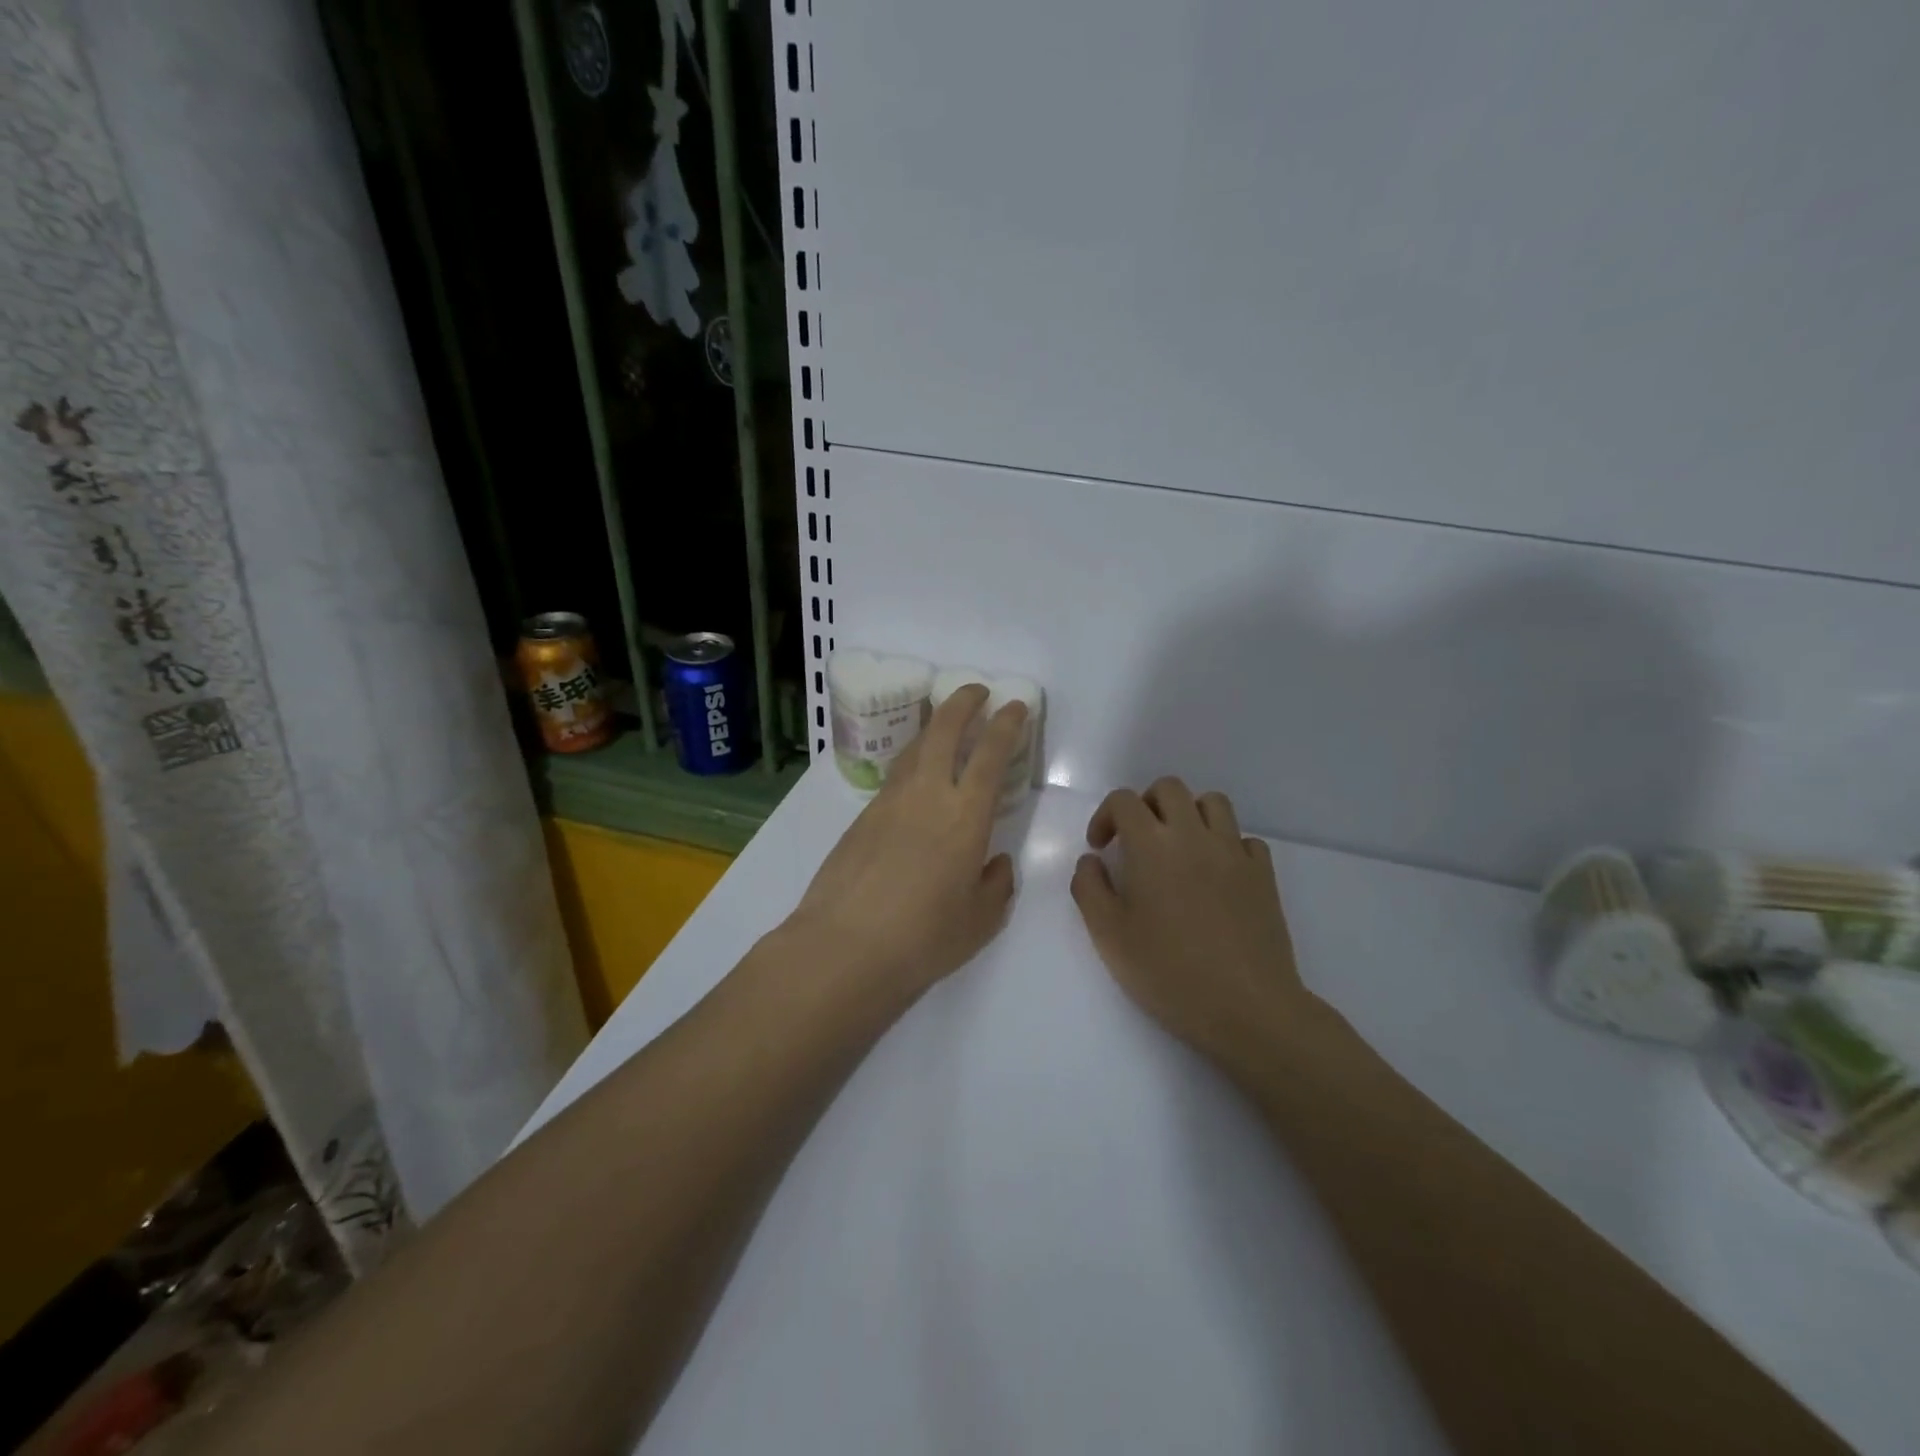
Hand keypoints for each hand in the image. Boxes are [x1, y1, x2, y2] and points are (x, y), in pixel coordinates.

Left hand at [782, 684, 1029, 1004]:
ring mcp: (889, 802)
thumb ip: (997, 885)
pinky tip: (916, 780)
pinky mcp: (861, 817)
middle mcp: (927, 796)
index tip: (1014, 706)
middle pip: (944, 730)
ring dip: (934, 727)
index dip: (1006, 725)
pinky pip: (895, 776)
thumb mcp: (980, 921)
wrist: (844, 946)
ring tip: (946, 725)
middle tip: (977, 691)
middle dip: (963, 702)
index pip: (991, 755)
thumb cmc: (923, 938)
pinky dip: (913, 763)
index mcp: (966, 817)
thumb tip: (996, 862)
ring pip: (915, 748)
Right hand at [1070, 778, 1316, 1072]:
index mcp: (1151, 845)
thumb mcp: (1108, 935)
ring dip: (1190, 814)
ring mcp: (1234, 851)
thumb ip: (1089, 888)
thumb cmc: (1167, 971)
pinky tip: (1217, 875)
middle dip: (1146, 804)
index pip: (1124, 800)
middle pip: (1169, 788)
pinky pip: (1245, 839)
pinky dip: (1227, 845)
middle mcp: (1194, 835)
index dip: (1105, 816)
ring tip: (1179, 849)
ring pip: (1213, 803)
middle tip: (1137, 841)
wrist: (1246, 1006)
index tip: (1101, 848)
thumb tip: (1091, 860)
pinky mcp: (1264, 874)